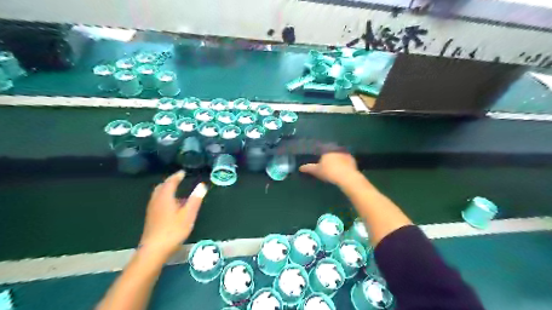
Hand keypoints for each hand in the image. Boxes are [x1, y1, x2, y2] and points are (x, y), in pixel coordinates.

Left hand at [140, 171, 207, 259]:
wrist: (154, 249)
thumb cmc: (173, 230)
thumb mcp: (188, 214)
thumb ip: (195, 199)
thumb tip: (202, 185)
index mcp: (165, 197)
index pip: (170, 182)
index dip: (177, 176)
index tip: (183, 172)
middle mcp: (156, 200)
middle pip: (161, 187)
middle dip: (170, 181)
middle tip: (179, 179)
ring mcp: (152, 209)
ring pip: (158, 194)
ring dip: (166, 189)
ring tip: (176, 190)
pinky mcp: (151, 217)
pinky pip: (158, 201)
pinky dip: (164, 197)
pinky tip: (171, 205)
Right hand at [300, 151, 360, 185]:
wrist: (347, 177)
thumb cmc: (329, 172)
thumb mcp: (317, 171)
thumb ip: (309, 168)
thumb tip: (300, 167)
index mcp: (327, 149)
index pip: (322, 148)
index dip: (319, 152)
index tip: (318, 156)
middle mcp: (336, 149)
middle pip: (331, 150)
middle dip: (329, 154)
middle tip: (326, 161)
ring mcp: (345, 154)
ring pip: (339, 154)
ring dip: (337, 158)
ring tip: (334, 164)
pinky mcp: (352, 160)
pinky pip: (346, 160)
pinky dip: (344, 163)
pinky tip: (342, 168)